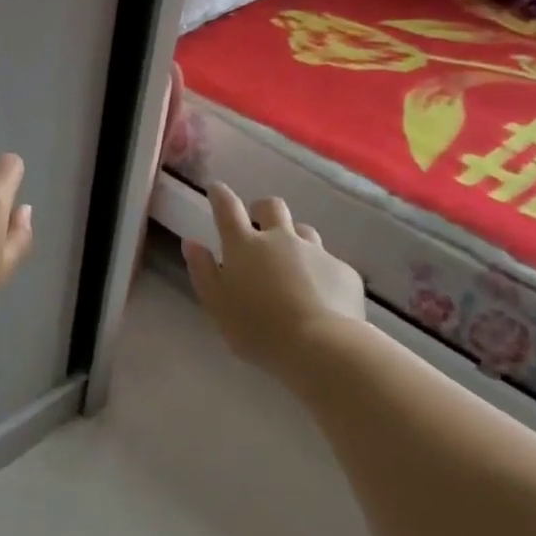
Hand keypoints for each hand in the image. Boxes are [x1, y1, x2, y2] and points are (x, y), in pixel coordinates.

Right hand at [182, 184, 365, 373]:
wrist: (322, 346)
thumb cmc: (257, 329)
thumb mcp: (217, 305)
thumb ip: (203, 271)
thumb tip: (192, 243)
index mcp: (244, 246)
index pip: (227, 208)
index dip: (220, 195)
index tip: (216, 189)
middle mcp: (280, 239)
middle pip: (271, 207)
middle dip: (261, 209)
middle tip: (257, 224)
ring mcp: (316, 252)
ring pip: (303, 231)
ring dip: (294, 239)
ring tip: (291, 264)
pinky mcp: (344, 271)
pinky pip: (329, 263)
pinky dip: (320, 272)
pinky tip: (320, 297)